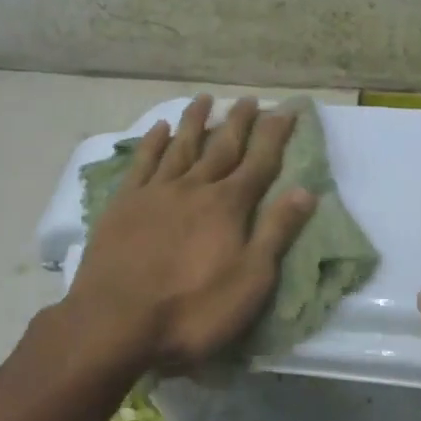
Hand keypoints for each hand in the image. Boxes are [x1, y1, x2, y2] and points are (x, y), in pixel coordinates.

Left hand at [60, 94, 315, 373]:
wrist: (114, 322)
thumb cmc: (192, 310)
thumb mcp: (250, 280)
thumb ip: (276, 232)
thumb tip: (306, 190)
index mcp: (228, 206)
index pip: (259, 163)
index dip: (275, 135)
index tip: (286, 109)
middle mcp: (194, 188)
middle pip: (222, 148)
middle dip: (239, 122)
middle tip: (250, 99)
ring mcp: (156, 193)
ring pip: (181, 146)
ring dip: (196, 121)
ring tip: (206, 98)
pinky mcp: (124, 204)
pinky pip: (142, 163)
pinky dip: (153, 142)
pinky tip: (160, 128)